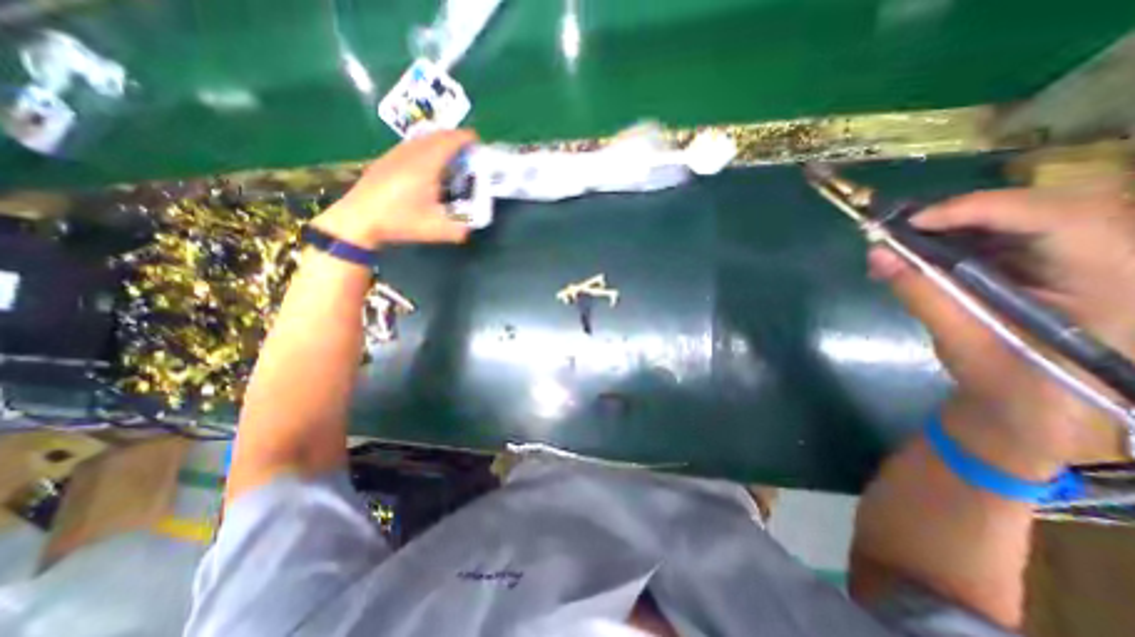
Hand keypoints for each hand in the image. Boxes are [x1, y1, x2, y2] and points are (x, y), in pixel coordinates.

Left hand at [312, 130, 475, 245]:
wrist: (358, 219)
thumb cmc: (399, 221)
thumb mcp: (435, 229)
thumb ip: (459, 231)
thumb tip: (470, 229)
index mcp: (426, 164)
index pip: (449, 141)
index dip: (465, 138)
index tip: (477, 142)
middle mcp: (411, 153)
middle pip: (436, 135)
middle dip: (454, 138)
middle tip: (467, 151)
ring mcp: (395, 154)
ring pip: (422, 139)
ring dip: (439, 142)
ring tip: (450, 156)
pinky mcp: (385, 160)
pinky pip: (411, 145)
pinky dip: (425, 148)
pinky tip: (426, 165)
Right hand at [871, 181, 1133, 468]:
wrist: (1033, 411)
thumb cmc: (1007, 384)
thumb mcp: (961, 339)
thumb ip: (921, 291)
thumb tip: (877, 254)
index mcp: (1117, 283)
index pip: (1064, 219)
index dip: (983, 209)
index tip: (913, 222)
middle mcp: (1119, 259)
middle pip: (1044, 208)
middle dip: (965, 214)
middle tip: (904, 229)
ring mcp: (1092, 261)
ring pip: (1023, 219)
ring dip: (956, 228)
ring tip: (905, 245)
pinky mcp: (1059, 267)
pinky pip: (1009, 238)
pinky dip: (959, 242)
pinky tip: (923, 257)